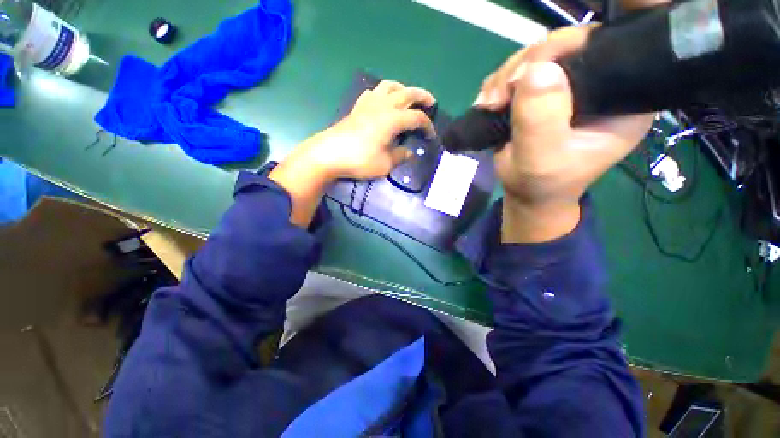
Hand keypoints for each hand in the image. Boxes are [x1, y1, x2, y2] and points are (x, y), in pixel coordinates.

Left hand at [269, 80, 435, 226]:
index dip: (428, 126)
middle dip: (422, 96)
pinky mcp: (358, 107)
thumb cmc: (360, 160)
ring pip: (390, 86)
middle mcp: (383, 105)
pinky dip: (384, 92)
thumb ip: (400, 156)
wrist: (329, 153)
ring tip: (408, 97)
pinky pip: (374, 91)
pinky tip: (384, 101)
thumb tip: (409, 153)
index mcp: (393, 119)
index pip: (417, 118)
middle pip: (407, 93)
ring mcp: (369, 103)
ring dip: (403, 88)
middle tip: (432, 102)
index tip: (431, 136)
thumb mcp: (385, 164)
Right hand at [475, 26, 653, 241]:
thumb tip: (535, 70)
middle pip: (564, 47)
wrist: (527, 194)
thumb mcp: (540, 160)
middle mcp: (601, 84)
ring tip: (489, 105)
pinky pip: (520, 72)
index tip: (524, 76)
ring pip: (537, 57)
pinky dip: (498, 85)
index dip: (563, 50)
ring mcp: (570, 86)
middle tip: (497, 98)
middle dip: (523, 68)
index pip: (602, 51)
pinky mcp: (545, 92)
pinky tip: (488, 104)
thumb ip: (540, 121)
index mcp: (622, 99)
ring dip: (504, 79)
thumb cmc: (540, 184)